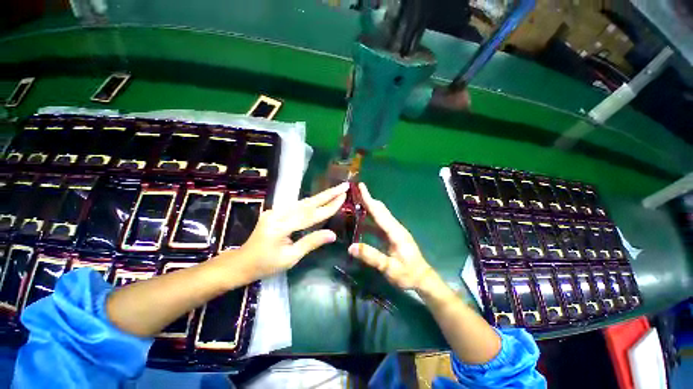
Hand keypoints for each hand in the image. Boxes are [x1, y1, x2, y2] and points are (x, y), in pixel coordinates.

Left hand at [213, 182, 348, 284]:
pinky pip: (297, 206)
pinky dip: (311, 202)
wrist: (241, 262)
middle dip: (328, 194)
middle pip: (308, 202)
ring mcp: (276, 211)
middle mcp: (278, 213)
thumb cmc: (266, 265)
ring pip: (303, 202)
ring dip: (321, 196)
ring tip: (336, 191)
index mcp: (281, 227)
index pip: (312, 215)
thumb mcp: (290, 258)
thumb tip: (333, 234)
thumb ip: (311, 242)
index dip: (329, 207)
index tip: (344, 197)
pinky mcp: (276, 211)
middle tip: (343, 186)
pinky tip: (320, 199)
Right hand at [348, 183, 436, 290]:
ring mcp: (394, 231)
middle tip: (355, 192)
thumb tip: (351, 247)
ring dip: (369, 208)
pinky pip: (379, 224)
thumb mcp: (389, 267)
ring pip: (380, 216)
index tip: (361, 186)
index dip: (369, 199)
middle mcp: (395, 228)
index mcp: (395, 232)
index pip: (379, 212)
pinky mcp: (393, 236)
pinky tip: (361, 222)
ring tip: (356, 203)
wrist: (422, 278)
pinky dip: (370, 219)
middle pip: (380, 210)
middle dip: (368, 199)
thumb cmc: (408, 274)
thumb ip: (371, 256)